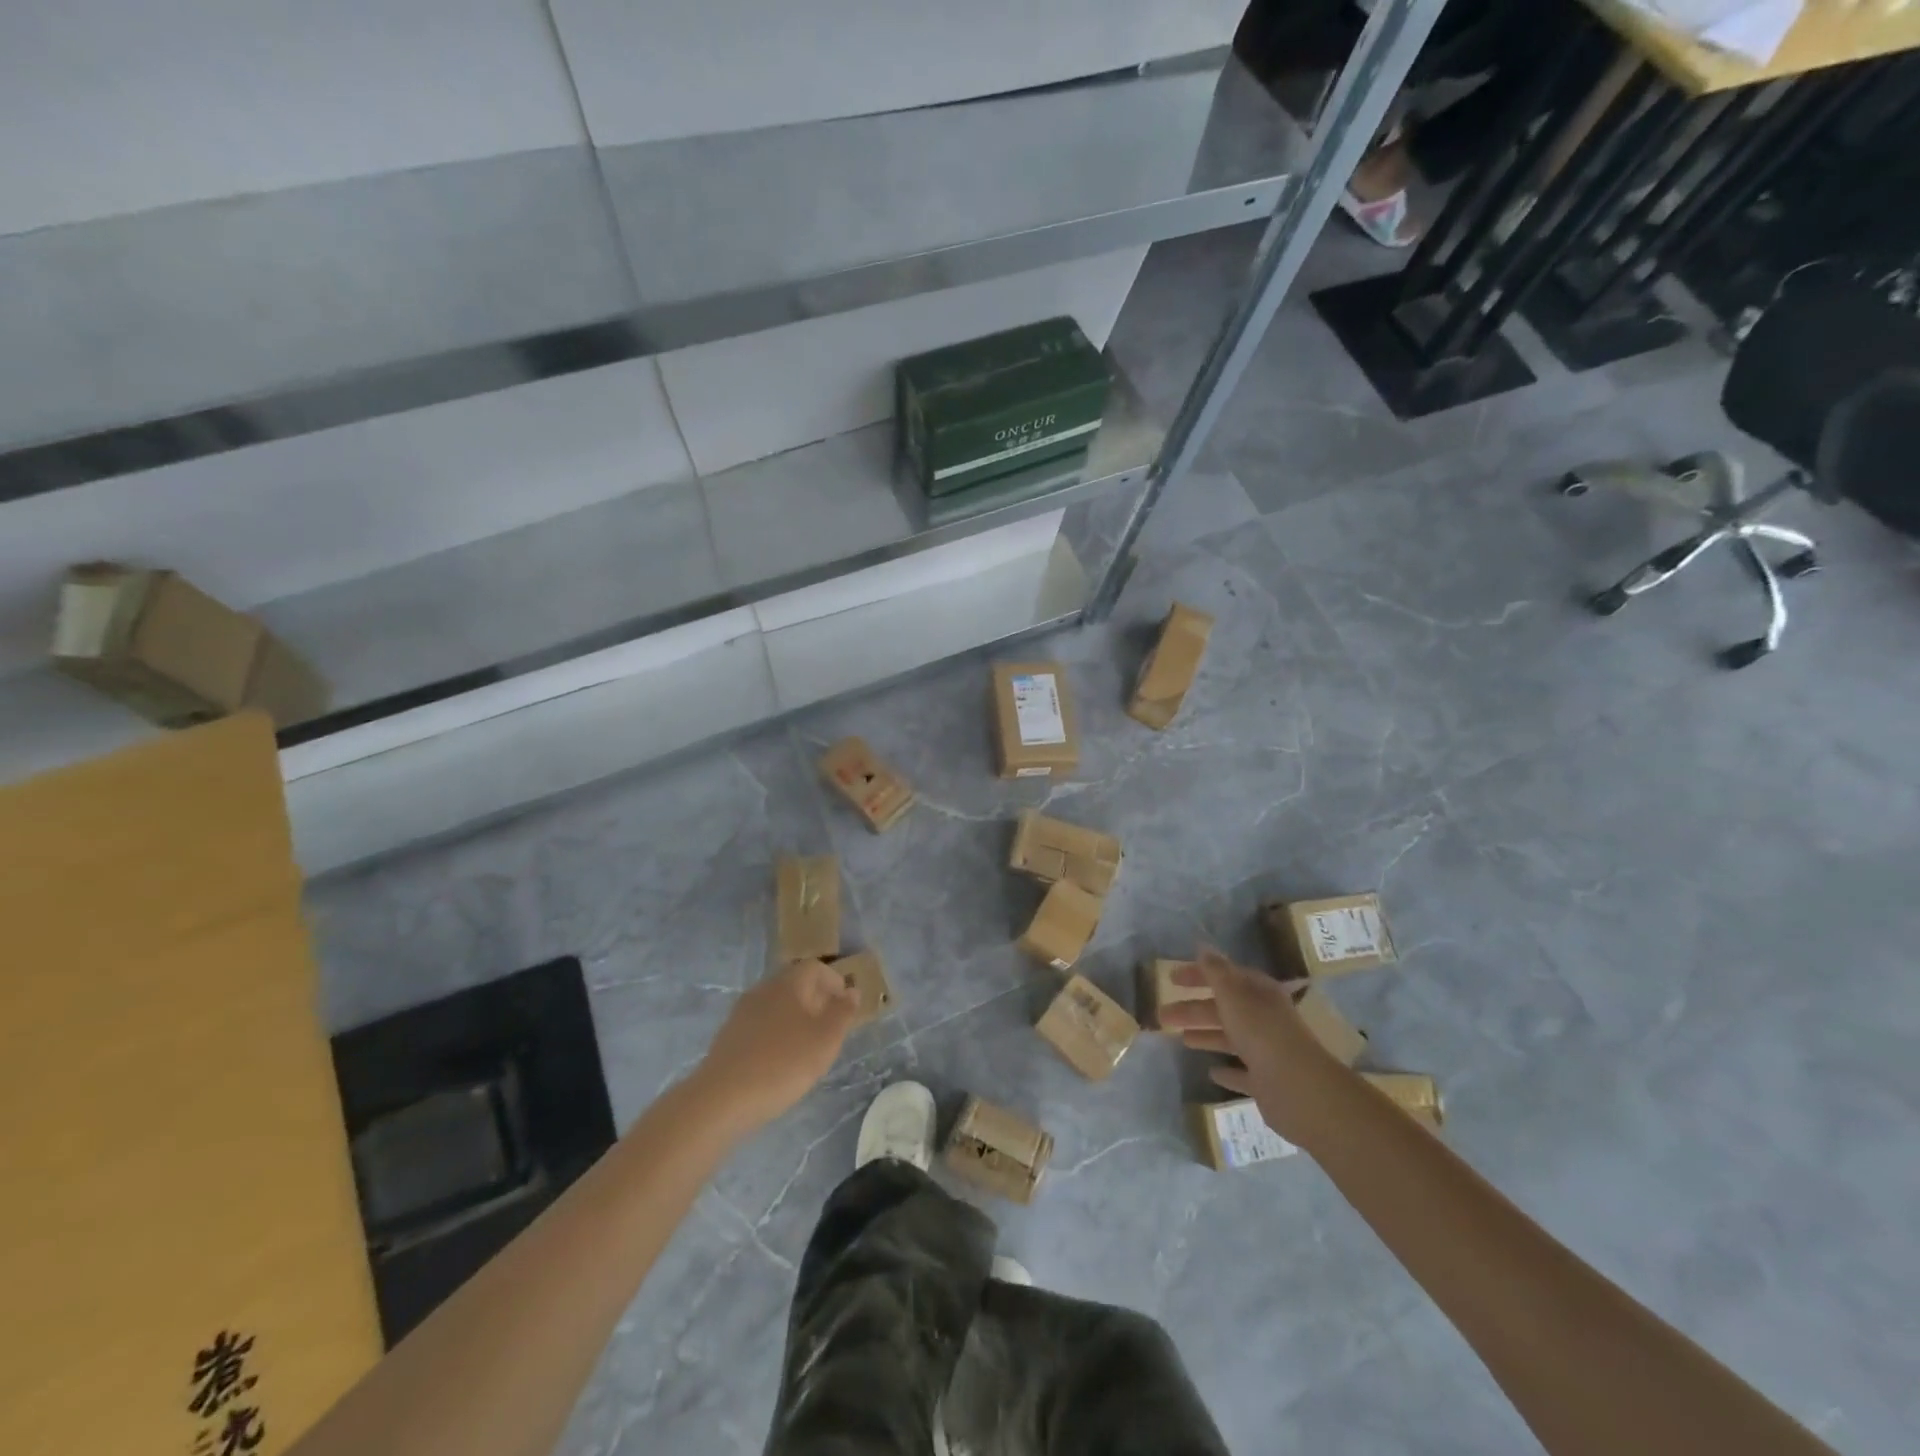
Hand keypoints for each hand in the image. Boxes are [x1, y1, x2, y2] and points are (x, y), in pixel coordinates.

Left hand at [691, 959, 860, 1135]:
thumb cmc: (782, 1064)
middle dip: (816, 1001)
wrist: (720, 1099)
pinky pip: (760, 1026)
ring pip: (777, 1006)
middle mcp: (763, 990)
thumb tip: (852, 990)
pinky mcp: (728, 1037)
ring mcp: (741, 1013)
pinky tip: (779, 1062)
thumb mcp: (825, 1040)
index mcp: (788, 984)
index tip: (846, 1005)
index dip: (834, 981)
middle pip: (794, 985)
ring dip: (796, 1019)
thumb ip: (842, 1012)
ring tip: (808, 1048)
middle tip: (831, 1028)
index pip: (815, 967)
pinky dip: (776, 1035)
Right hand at [1161, 947, 1336, 1143]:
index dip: (1198, 975)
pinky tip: (1212, 1072)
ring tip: (1180, 1039)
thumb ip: (1216, 972)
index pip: (1225, 976)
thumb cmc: (1261, 1032)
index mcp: (1258, 993)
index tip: (1171, 979)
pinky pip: (1242, 1073)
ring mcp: (1266, 1051)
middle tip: (1163, 1014)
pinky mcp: (1266, 1082)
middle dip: (1193, 1009)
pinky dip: (1227, 1071)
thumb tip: (1203, 947)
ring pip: (1230, 1038)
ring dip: (1206, 1036)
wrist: (1298, 1088)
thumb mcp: (1233, 995)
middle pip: (1223, 1008)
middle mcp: (1264, 1018)